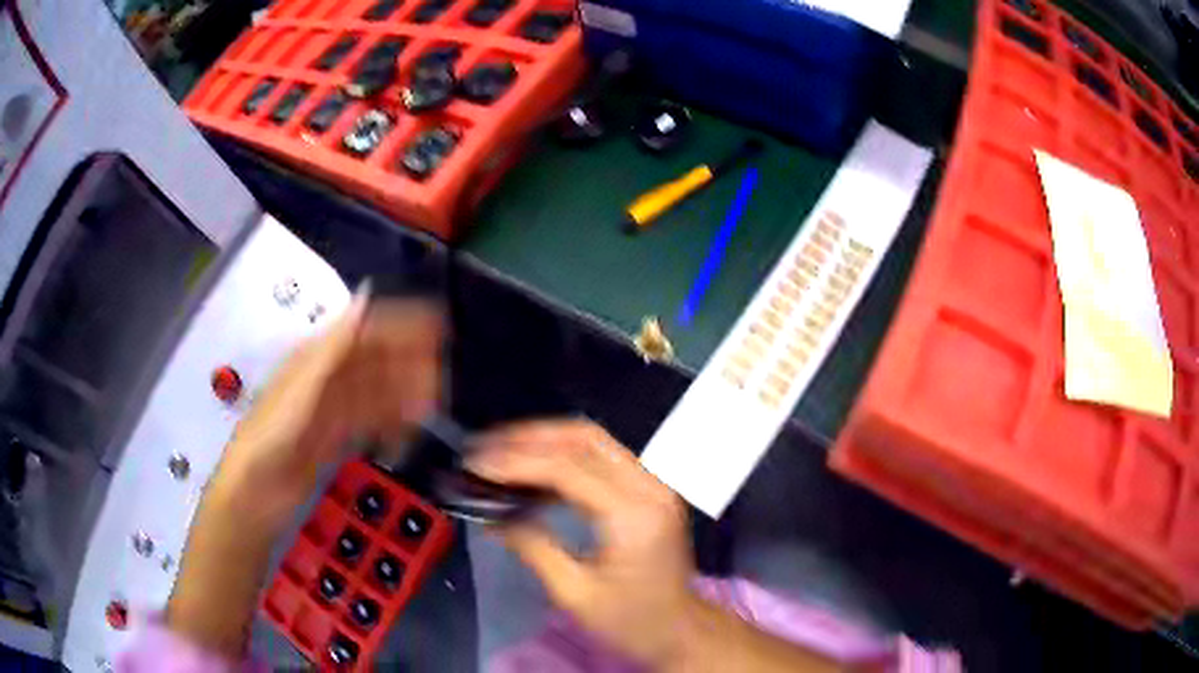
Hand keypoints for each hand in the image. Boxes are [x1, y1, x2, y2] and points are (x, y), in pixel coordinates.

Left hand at [214, 295, 442, 522]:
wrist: (254, 493)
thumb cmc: (271, 434)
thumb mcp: (301, 388)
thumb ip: (334, 348)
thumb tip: (365, 301)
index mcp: (316, 358)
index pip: (364, 330)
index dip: (399, 324)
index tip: (437, 328)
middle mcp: (326, 379)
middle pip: (375, 362)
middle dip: (408, 363)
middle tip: (443, 376)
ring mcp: (332, 411)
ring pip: (376, 394)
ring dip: (404, 395)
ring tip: (434, 405)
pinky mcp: (335, 441)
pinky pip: (370, 424)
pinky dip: (391, 425)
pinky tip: (408, 432)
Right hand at [468, 420, 698, 667]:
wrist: (680, 630)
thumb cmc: (630, 620)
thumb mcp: (574, 593)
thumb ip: (534, 547)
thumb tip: (493, 516)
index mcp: (633, 515)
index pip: (568, 469)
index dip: (517, 462)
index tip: (477, 465)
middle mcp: (650, 487)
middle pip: (585, 439)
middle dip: (530, 437)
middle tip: (485, 447)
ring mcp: (655, 484)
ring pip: (595, 440)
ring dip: (546, 440)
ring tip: (501, 451)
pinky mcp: (651, 490)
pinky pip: (604, 456)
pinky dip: (565, 454)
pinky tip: (535, 469)